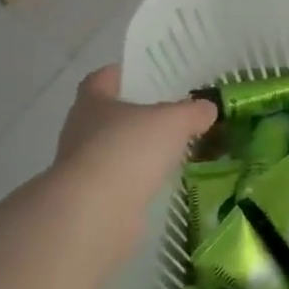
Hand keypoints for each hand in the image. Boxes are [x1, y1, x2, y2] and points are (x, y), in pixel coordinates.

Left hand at [56, 64, 215, 188]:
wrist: (96, 213)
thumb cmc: (129, 150)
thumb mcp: (173, 121)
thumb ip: (192, 112)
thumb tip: (207, 108)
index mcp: (92, 102)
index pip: (101, 79)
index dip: (121, 75)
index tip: (144, 77)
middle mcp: (80, 131)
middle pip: (107, 116)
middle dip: (134, 115)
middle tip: (168, 115)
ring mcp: (83, 168)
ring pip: (113, 151)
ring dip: (136, 151)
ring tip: (170, 151)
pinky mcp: (91, 200)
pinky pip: (119, 182)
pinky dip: (137, 181)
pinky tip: (162, 183)